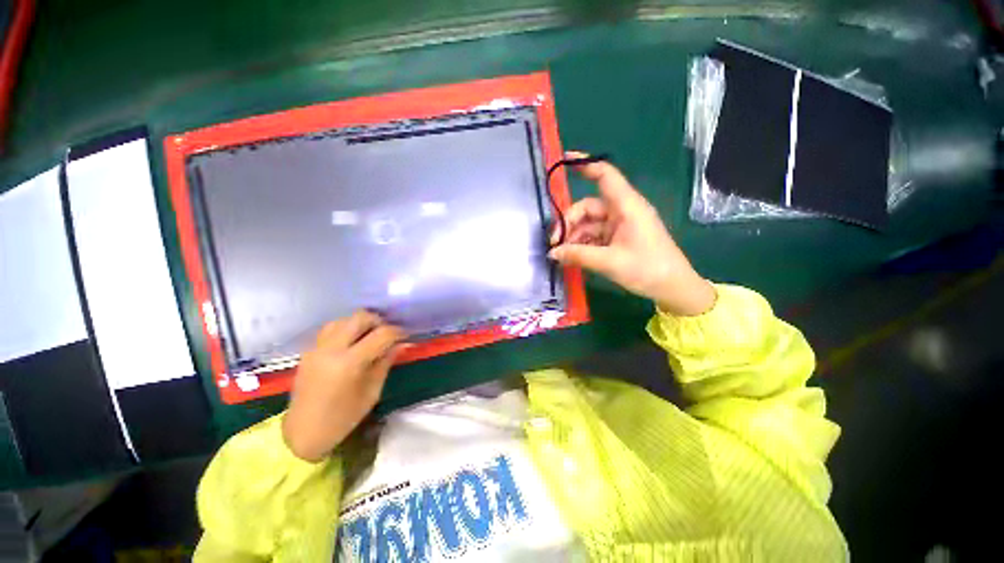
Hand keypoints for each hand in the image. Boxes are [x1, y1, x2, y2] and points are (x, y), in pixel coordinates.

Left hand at [282, 311, 405, 462]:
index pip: (381, 334)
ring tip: (369, 336)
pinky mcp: (309, 350)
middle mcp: (332, 349)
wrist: (303, 433)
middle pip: (360, 317)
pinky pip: (330, 328)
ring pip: (344, 319)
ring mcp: (317, 348)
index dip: (398, 332)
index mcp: (350, 363)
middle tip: (387, 334)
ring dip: (360, 323)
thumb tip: (402, 344)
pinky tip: (352, 342)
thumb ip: (386, 363)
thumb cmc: (343, 417)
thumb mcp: (372, 392)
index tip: (406, 336)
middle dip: (379, 321)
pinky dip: (345, 328)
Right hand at [549, 152, 715, 316]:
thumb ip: (578, 255)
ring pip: (588, 223)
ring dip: (573, 236)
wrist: (672, 288)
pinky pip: (593, 236)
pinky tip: (571, 257)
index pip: (605, 175)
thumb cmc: (647, 269)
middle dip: (569, 222)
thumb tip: (552, 253)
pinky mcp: (617, 239)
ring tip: (561, 254)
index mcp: (627, 206)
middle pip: (588, 206)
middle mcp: (622, 211)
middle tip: (554, 242)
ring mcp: (619, 226)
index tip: (563, 160)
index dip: (585, 164)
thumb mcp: (609, 262)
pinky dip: (581, 244)